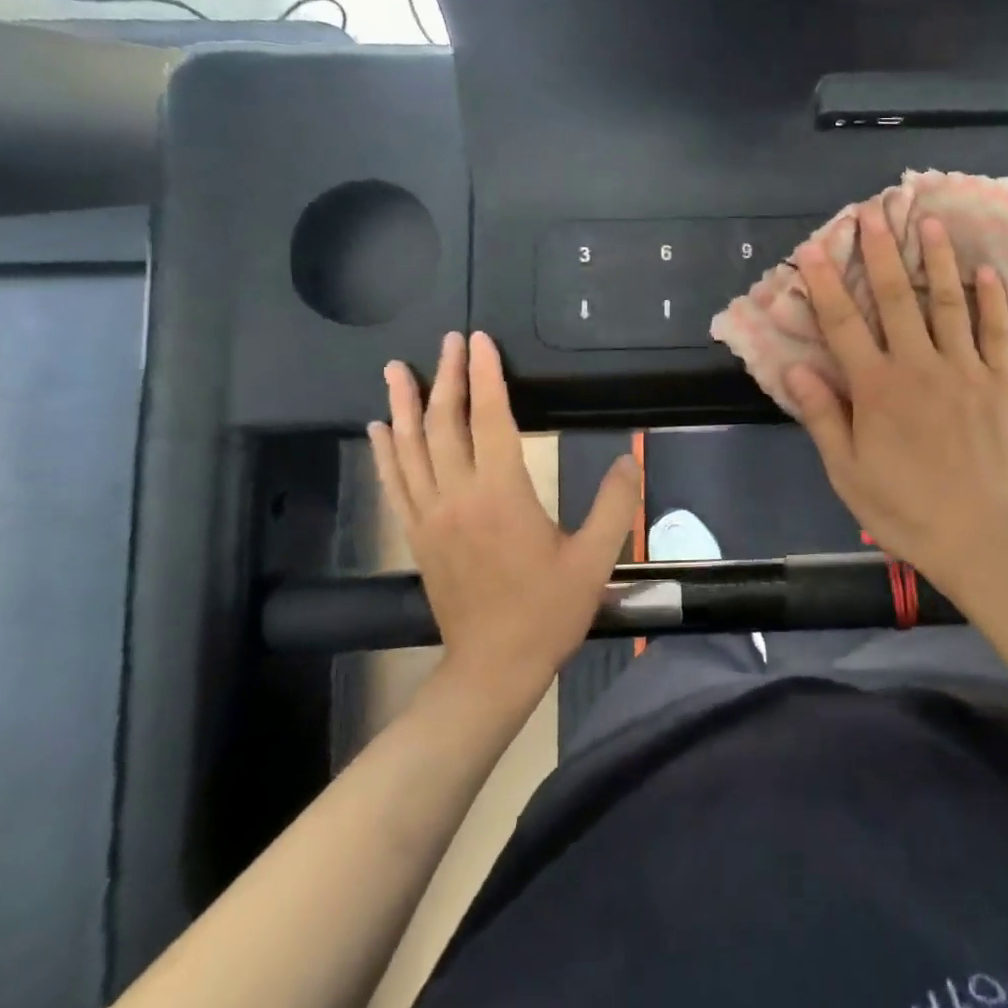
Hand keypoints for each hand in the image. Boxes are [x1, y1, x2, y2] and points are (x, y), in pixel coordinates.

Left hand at [368, 331, 638, 705]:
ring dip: (403, 406)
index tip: (480, 341)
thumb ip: (616, 504)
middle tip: (448, 342)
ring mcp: (430, 517)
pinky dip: (384, 451)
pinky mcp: (418, 536)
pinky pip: (395, 483)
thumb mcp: (595, 559)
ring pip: (408, 449)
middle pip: (444, 425)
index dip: (486, 376)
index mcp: (502, 495)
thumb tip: (629, 458)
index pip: (491, 420)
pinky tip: (377, 429)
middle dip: (447, 378)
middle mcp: (458, 497)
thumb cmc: (548, 611)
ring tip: (397, 369)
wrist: (494, 667)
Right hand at [786, 205, 1007, 586]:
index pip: (843, 325)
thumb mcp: (848, 472)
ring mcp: (965, 370)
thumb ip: (823, 416)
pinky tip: (985, 271)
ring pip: (947, 303)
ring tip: (929, 223)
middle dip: (880, 254)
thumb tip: (794, 369)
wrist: (982, 535)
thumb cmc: (905, 509)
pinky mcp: (1002, 382)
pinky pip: (996, 331)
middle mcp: (919, 367)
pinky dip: (991, 299)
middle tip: (873, 213)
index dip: (825, 284)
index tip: (815, 247)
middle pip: (895, 300)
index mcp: (877, 389)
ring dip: (936, 260)